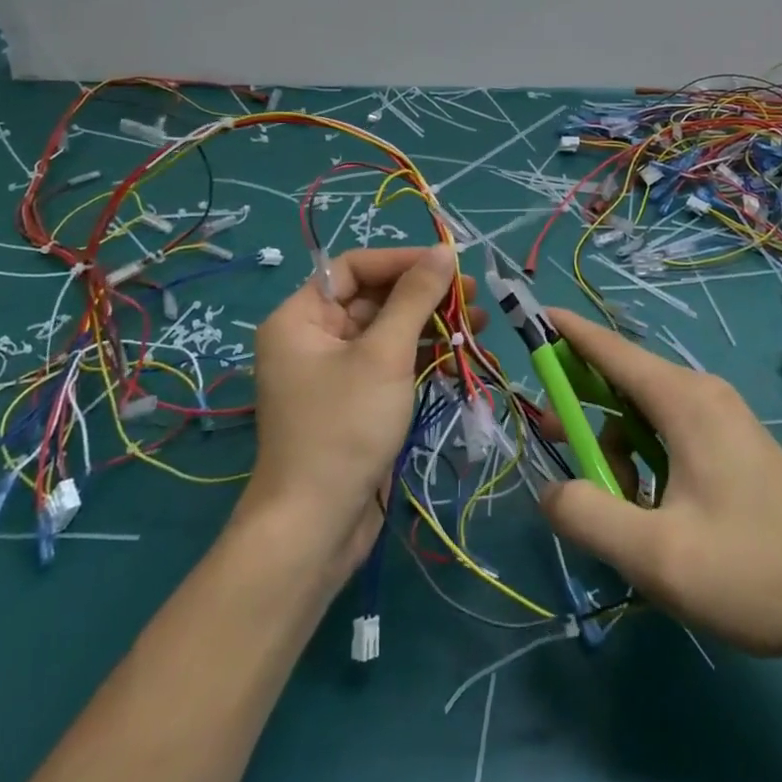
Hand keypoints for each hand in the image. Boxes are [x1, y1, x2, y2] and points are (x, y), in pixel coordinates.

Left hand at [239, 245, 482, 583]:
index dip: (403, 261)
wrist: (315, 529)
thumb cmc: (344, 428)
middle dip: (425, 296)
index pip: (355, 267)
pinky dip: (423, 358)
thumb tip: (444, 252)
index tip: (450, 264)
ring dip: (432, 326)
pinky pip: (390, 364)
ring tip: (480, 326)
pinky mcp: (355, 402)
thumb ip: (415, 298)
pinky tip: (460, 359)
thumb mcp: (384, 355)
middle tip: (473, 298)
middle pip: (374, 298)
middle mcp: (312, 338)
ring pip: (388, 332)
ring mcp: (334, 372)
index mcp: (301, 317)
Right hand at [539, 309, 781, 659]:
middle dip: (583, 408)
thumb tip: (551, 492)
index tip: (533, 316)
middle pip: (625, 382)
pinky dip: (646, 459)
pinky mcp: (736, 444)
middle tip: (557, 444)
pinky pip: (671, 432)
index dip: (567, 331)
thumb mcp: (655, 556)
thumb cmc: (750, 573)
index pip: (611, 349)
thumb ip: (588, 517)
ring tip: (620, 508)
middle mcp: (704, 394)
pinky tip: (655, 512)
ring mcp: (725, 418)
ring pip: (646, 414)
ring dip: (617, 448)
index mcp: (685, 401)